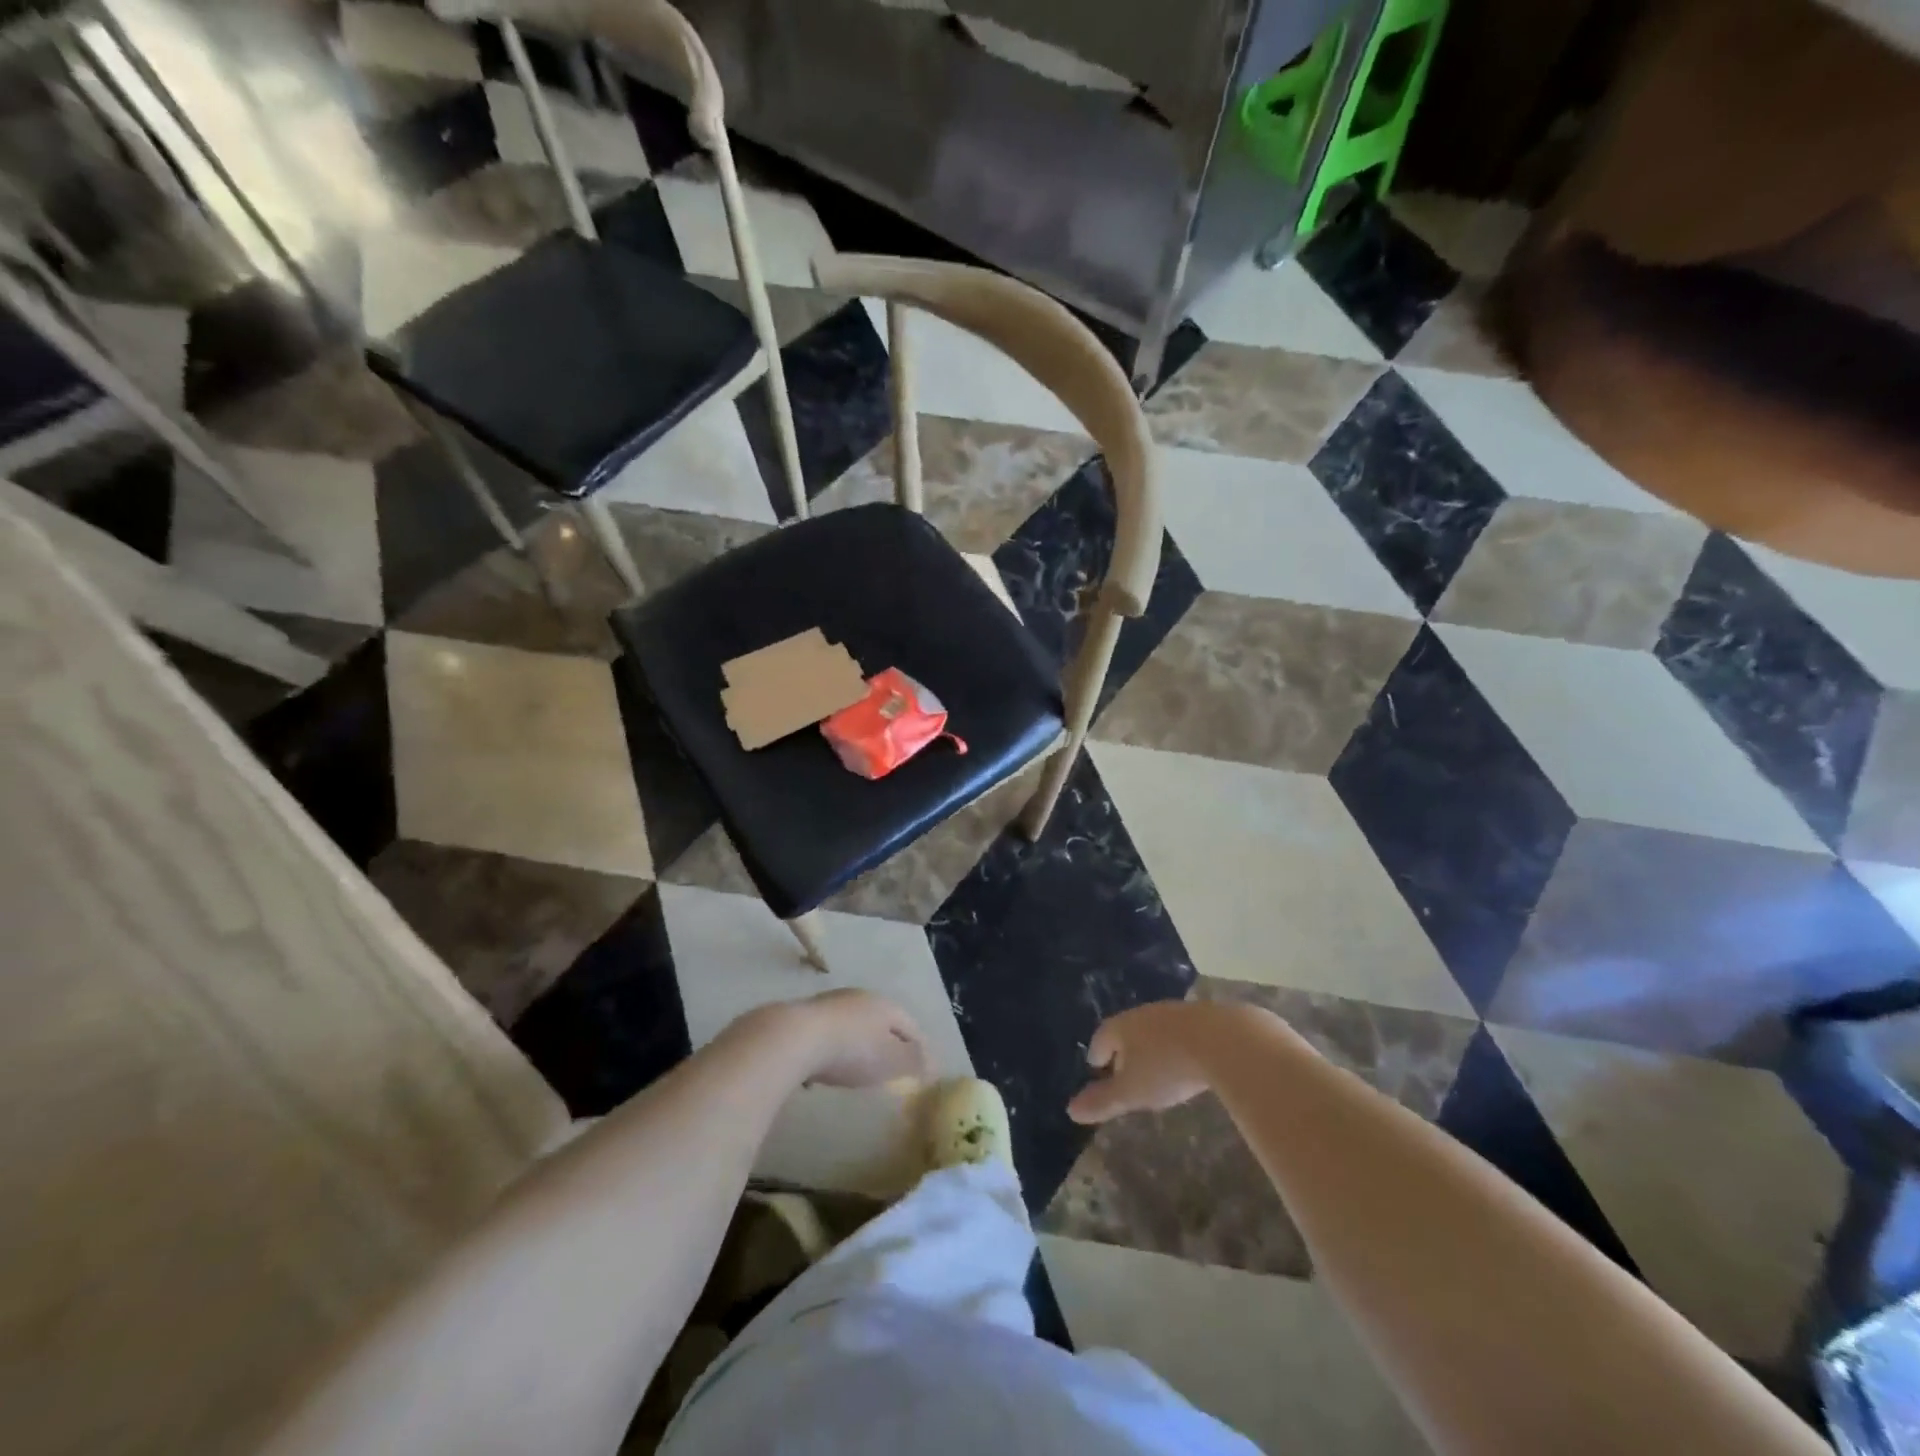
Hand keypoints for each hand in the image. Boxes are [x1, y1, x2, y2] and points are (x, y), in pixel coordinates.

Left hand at [788, 988, 930, 1088]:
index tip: (923, 1068)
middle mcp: (859, 997)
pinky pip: (827, 1035)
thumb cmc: (852, 1050)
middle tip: (891, 1068)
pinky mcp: (802, 1017)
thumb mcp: (891, 1060)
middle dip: (888, 1043)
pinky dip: (832, 1050)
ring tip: (857, 1070)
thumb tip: (932, 1062)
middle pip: (881, 1022)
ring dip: (857, 1045)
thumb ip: (914, 1061)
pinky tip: (823, 1070)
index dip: (919, 1047)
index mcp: (885, 1005)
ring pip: (852, 1025)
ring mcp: (829, 1004)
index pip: (911, 1026)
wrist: (793, 1038)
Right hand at [1067, 1001, 1232, 1124]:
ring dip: (1153, 1047)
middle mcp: (1144, 1013)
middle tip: (1125, 1072)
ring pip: (1155, 1029)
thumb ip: (1103, 1101)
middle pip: (1127, 1030)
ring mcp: (1175, 1012)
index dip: (1097, 1053)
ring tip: (1157, 1069)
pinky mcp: (1204, 1017)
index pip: (1101, 1037)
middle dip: (1124, 1050)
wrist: (1223, 1040)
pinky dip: (1178, 1045)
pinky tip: (1188, 1061)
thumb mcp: (1132, 1092)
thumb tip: (1071, 1110)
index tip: (1097, 1067)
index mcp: (1121, 1026)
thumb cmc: (1167, 1067)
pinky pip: (1182, 1031)